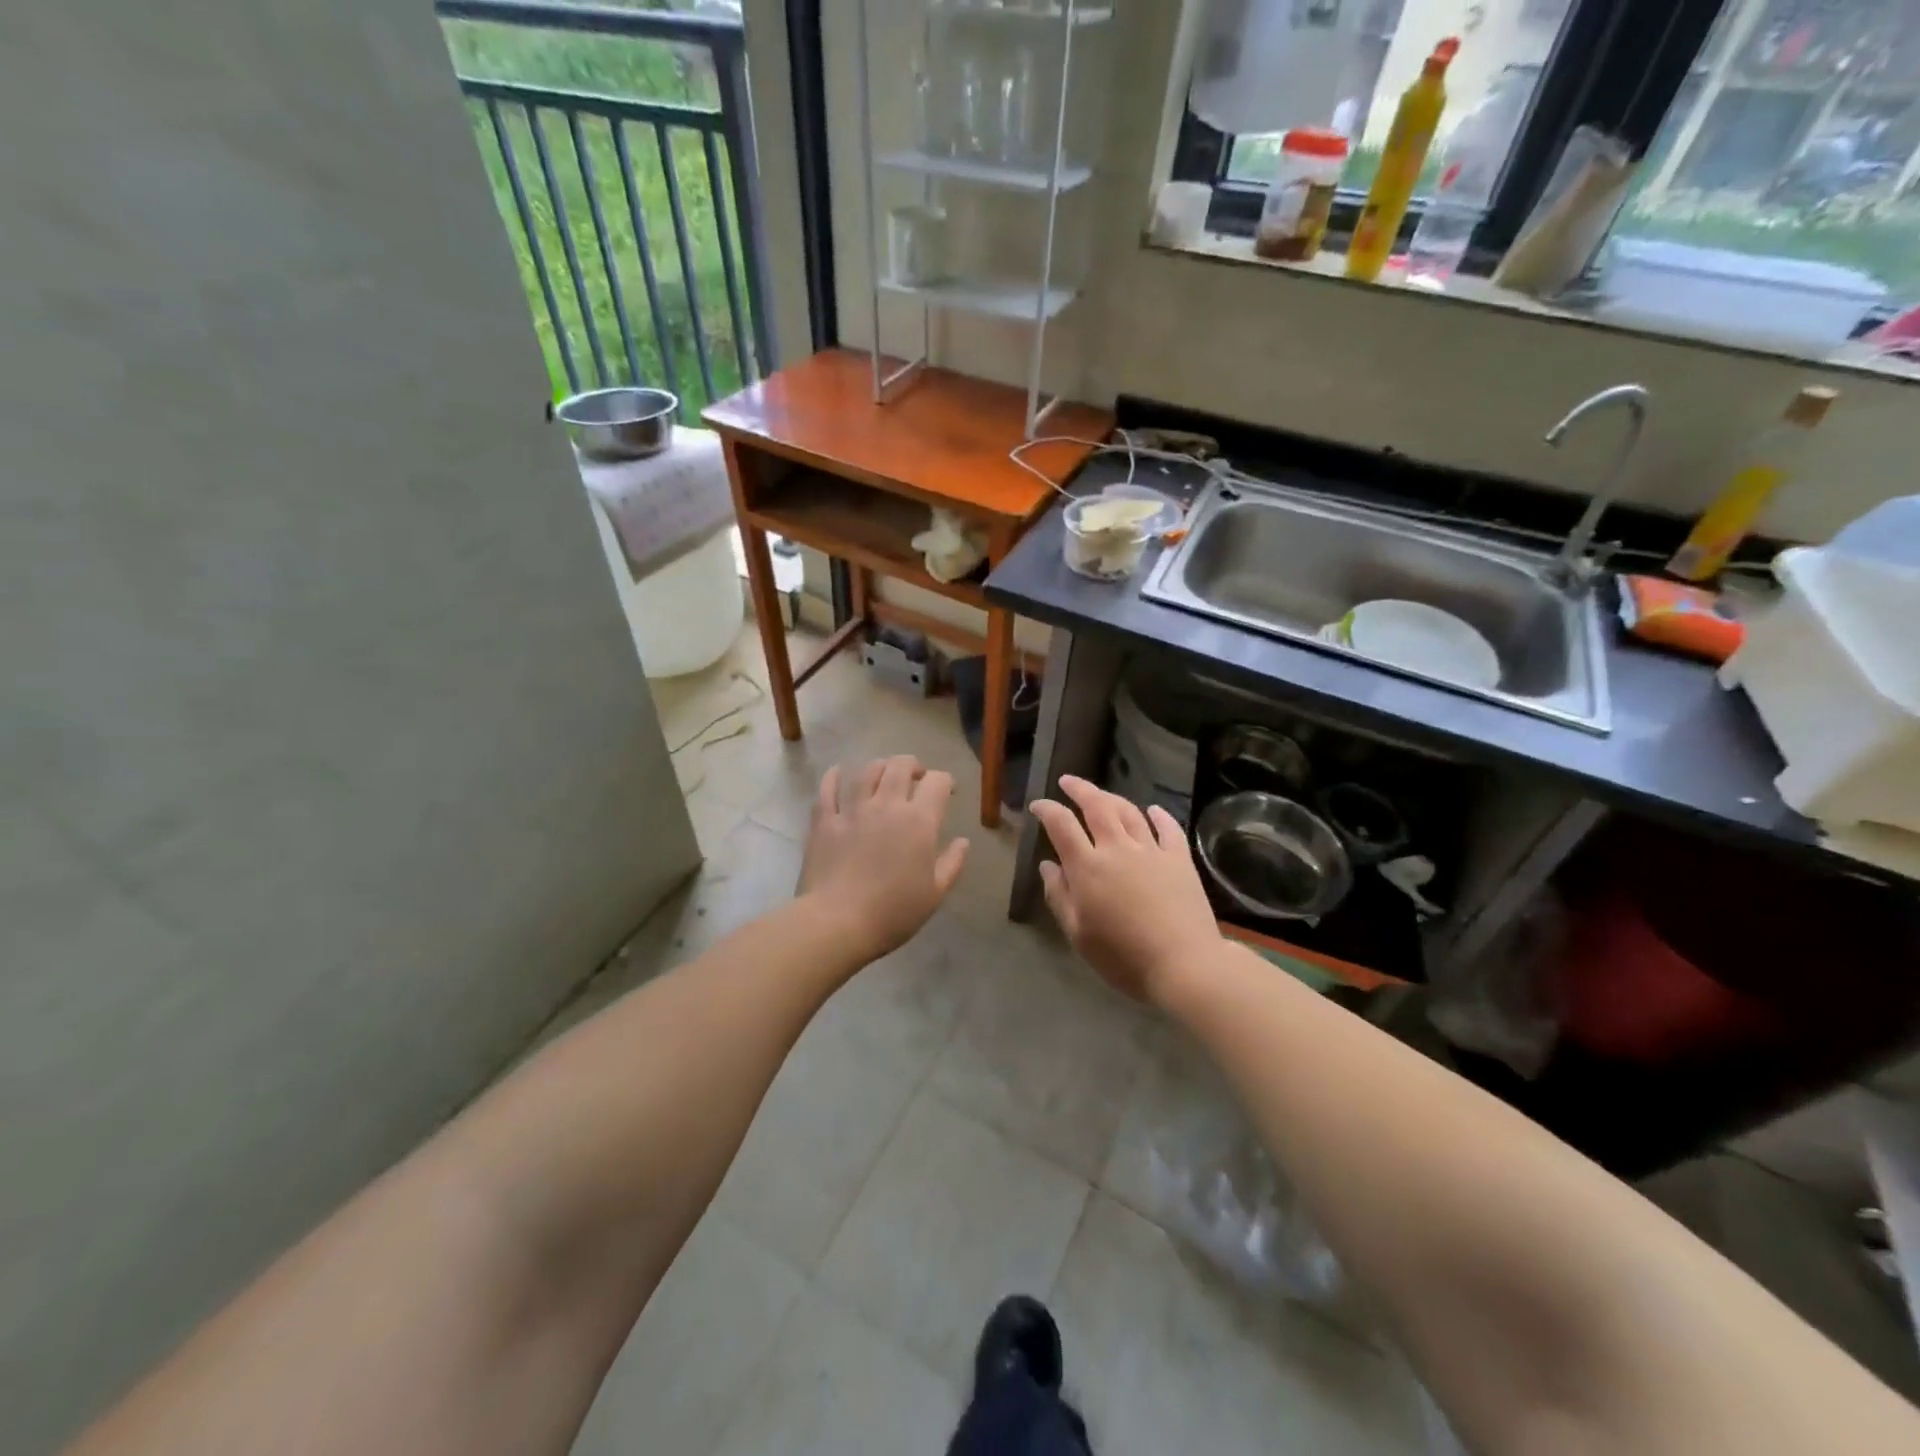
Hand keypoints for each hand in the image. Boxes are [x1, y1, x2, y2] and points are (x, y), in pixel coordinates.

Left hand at [798, 756, 969, 963]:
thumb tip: (963, 841)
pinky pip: (827, 788)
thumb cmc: (893, 912)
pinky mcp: (824, 820)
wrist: (837, 922)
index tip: (948, 791)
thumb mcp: (935, 894)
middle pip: (900, 766)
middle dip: (913, 766)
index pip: (937, 782)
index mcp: (919, 821)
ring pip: (867, 771)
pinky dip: (834, 776)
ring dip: (880, 766)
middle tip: (916, 777)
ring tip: (883, 773)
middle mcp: (887, 805)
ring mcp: (852, 809)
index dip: (945, 781)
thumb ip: (952, 863)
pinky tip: (837, 773)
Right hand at [1029, 776, 1219, 1004]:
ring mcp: (1151, 850)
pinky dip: (1158, 815)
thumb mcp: (1078, 934)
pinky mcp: (1180, 859)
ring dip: (1112, 797)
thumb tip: (1047, 866)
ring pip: (1129, 811)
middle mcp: (1117, 848)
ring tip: (1101, 794)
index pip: (1061, 825)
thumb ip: (1059, 896)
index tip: (1038, 805)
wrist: (1184, 964)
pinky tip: (1152, 810)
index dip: (1047, 810)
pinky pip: (1168, 828)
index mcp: (1088, 867)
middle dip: (1079, 789)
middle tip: (1068, 781)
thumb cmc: (1123, 957)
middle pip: (1097, 806)